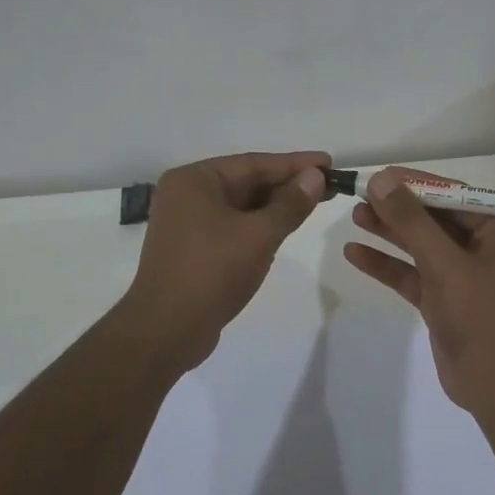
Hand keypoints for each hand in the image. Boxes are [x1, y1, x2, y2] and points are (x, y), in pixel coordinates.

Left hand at [121, 150, 330, 370]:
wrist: (166, 331)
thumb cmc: (212, 272)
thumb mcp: (259, 235)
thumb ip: (290, 204)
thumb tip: (315, 177)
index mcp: (194, 180)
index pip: (254, 164)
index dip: (295, 164)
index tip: (328, 163)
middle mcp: (186, 194)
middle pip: (246, 182)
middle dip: (287, 185)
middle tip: (329, 185)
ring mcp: (186, 223)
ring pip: (241, 206)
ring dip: (275, 206)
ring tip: (314, 204)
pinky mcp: (192, 249)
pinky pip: (232, 226)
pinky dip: (258, 225)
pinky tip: (284, 228)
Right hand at [342, 167, 494, 415]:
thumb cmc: (482, 317)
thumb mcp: (445, 264)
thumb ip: (412, 221)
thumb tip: (383, 181)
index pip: (455, 196)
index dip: (416, 183)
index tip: (381, 175)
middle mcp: (487, 248)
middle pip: (436, 219)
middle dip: (399, 209)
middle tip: (361, 195)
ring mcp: (465, 276)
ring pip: (422, 246)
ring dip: (390, 233)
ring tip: (355, 216)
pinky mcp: (446, 300)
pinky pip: (414, 274)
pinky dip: (388, 265)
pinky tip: (355, 253)